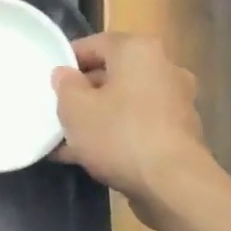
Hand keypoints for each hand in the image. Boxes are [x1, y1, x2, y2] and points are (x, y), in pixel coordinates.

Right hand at [51, 33, 227, 211]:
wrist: (174, 186)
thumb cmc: (119, 134)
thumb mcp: (74, 108)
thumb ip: (64, 85)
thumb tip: (66, 74)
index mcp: (138, 51)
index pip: (94, 43)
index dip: (67, 61)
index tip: (50, 81)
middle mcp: (163, 68)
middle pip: (112, 74)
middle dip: (84, 93)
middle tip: (58, 111)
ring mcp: (176, 102)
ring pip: (125, 102)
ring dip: (99, 117)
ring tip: (68, 141)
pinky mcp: (181, 133)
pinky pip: (139, 125)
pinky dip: (118, 135)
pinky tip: (92, 157)